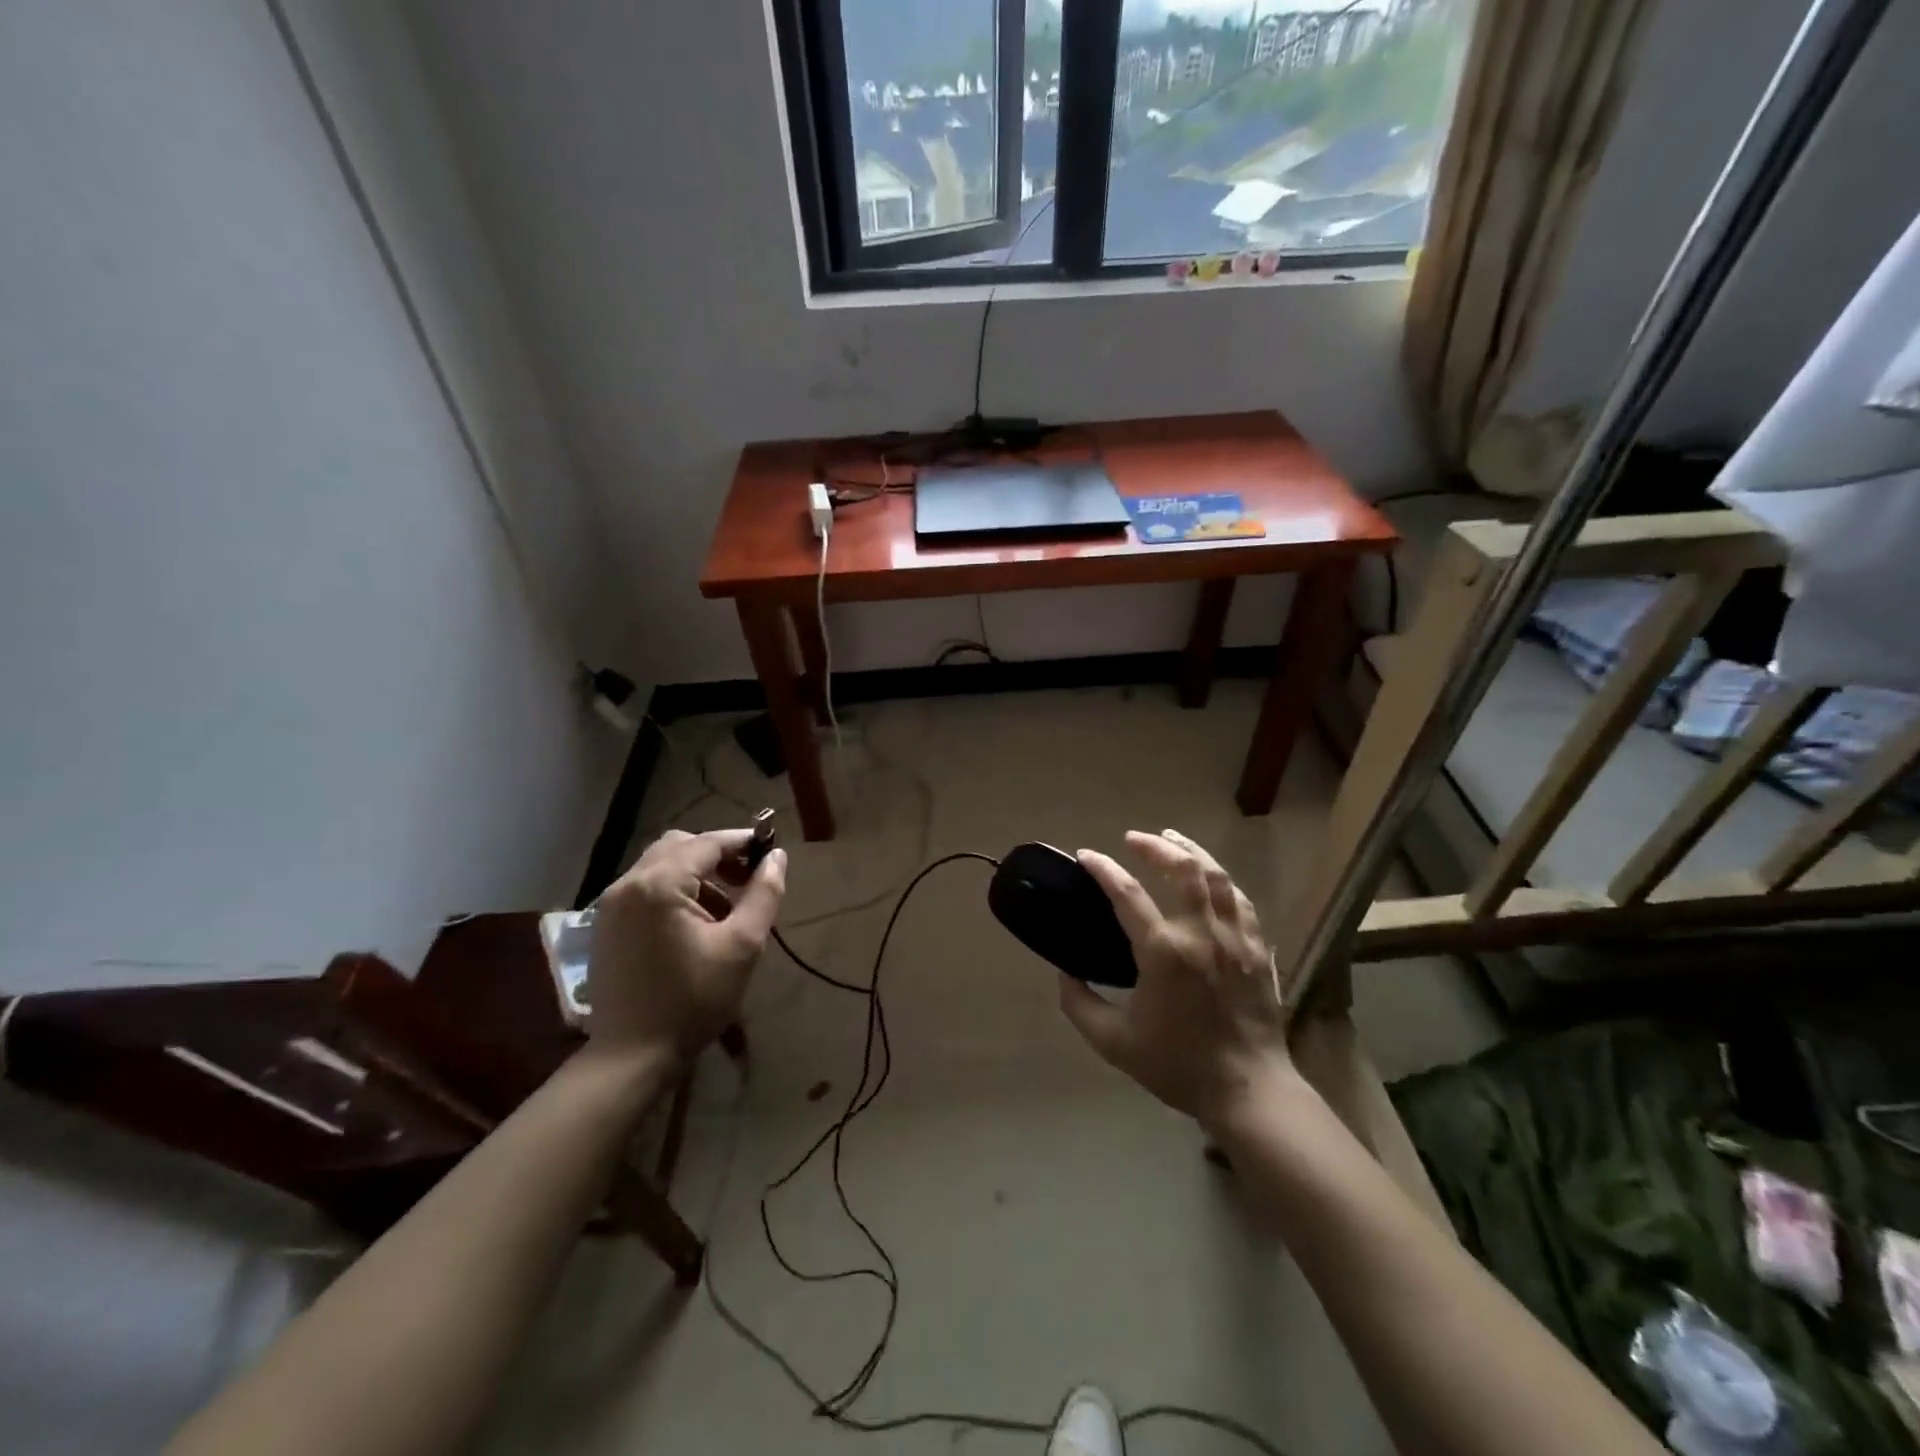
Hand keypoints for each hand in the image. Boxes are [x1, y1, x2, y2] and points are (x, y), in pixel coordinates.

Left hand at [586, 828, 786, 1062]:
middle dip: (718, 855)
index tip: (771, 852)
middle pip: (680, 845)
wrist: (632, 1056)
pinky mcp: (606, 924)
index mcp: (659, 884)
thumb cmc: (693, 999)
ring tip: (726, 908)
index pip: (708, 843)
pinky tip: (695, 924)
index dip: (743, 842)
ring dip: (696, 873)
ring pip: (661, 864)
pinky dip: (674, 890)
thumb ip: (763, 894)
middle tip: (747, 879)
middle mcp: (628, 883)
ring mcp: (611, 904)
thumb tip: (777, 857)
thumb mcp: (742, 946)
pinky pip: (646, 887)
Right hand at [1059, 829, 1293, 1131]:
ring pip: (1217, 876)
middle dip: (1154, 846)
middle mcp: (1201, 933)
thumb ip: (1080, 1005)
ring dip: (1192, 851)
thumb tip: (1064, 975)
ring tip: (1172, 839)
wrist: (1248, 1091)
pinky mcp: (1259, 949)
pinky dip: (1221, 881)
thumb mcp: (1114, 1043)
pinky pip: (1241, 900)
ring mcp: (1235, 938)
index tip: (1086, 855)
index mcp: (1163, 952)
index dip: (1103, 868)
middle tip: (1133, 839)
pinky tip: (1211, 878)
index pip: (1127, 893)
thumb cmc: (1178, 1066)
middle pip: (1182, 869)